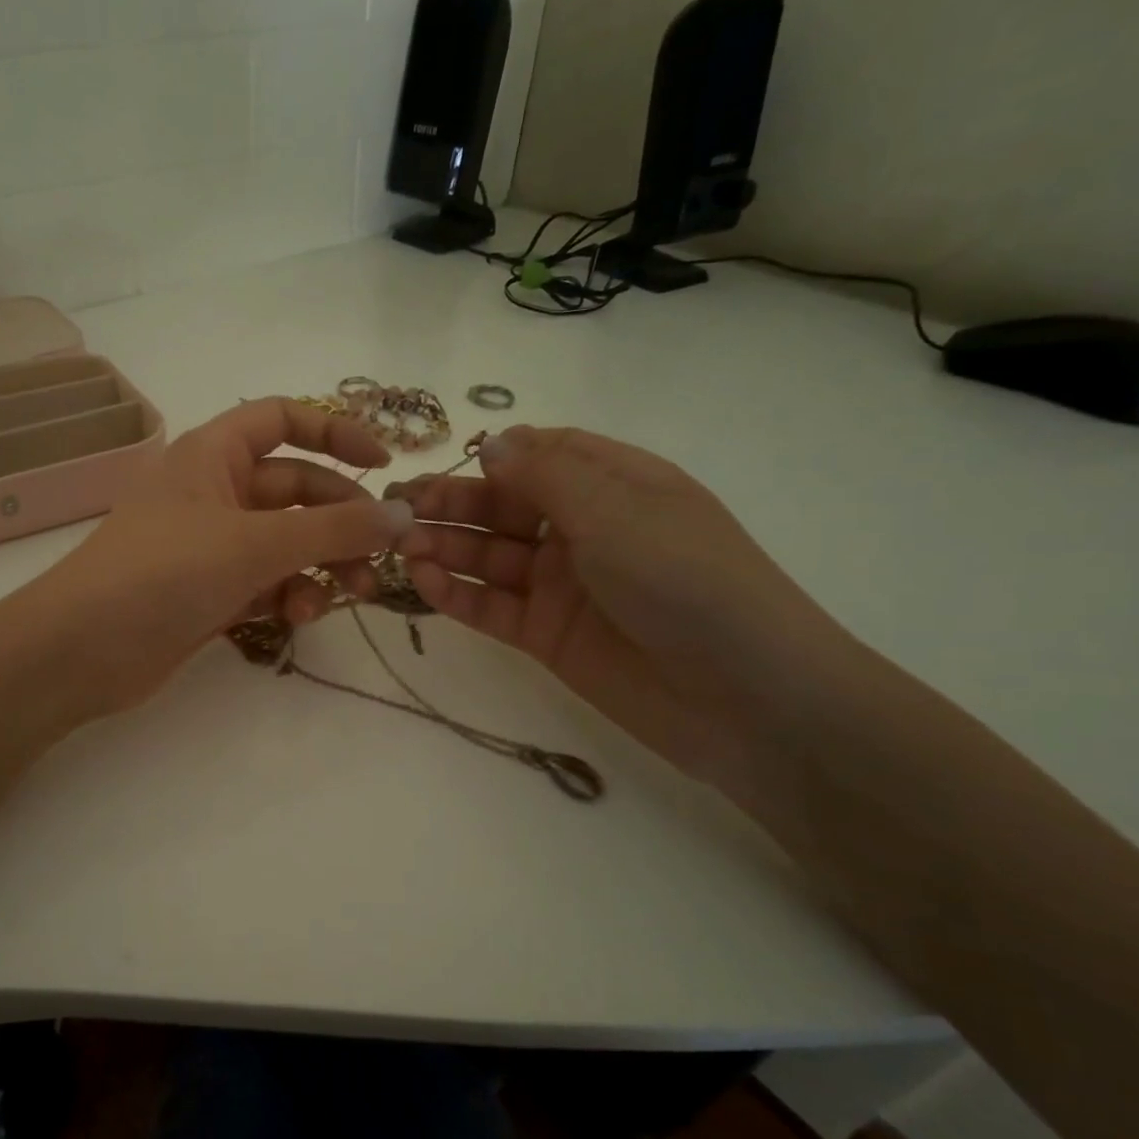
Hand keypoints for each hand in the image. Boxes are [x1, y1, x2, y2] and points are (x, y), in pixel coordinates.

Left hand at [15, 398, 414, 716]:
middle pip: (297, 489)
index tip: (384, 466)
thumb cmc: (164, 573)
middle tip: (381, 557)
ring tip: (350, 594)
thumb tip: (404, 517)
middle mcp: (214, 492)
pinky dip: (291, 594)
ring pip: (287, 542)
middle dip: (342, 520)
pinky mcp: (210, 591)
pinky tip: (301, 615)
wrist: (81, 650)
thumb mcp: (255, 543)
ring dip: (323, 564)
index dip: (335, 433)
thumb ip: (334, 530)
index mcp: (214, 454)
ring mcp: (211, 545)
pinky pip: (267, 581)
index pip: (283, 418)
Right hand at [392, 426, 852, 793]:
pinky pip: (491, 605)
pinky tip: (422, 581)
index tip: (443, 466)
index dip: (491, 458)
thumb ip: (547, 475)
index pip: (540, 456)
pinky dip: (455, 593)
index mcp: (613, 485)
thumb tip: (492, 441)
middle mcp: (582, 530)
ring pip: (488, 557)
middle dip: (451, 505)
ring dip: (443, 548)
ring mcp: (561, 585)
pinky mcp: (545, 635)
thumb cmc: (686, 580)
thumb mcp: (617, 511)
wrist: (742, 697)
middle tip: (395, 512)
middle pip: (503, 507)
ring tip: (400, 548)